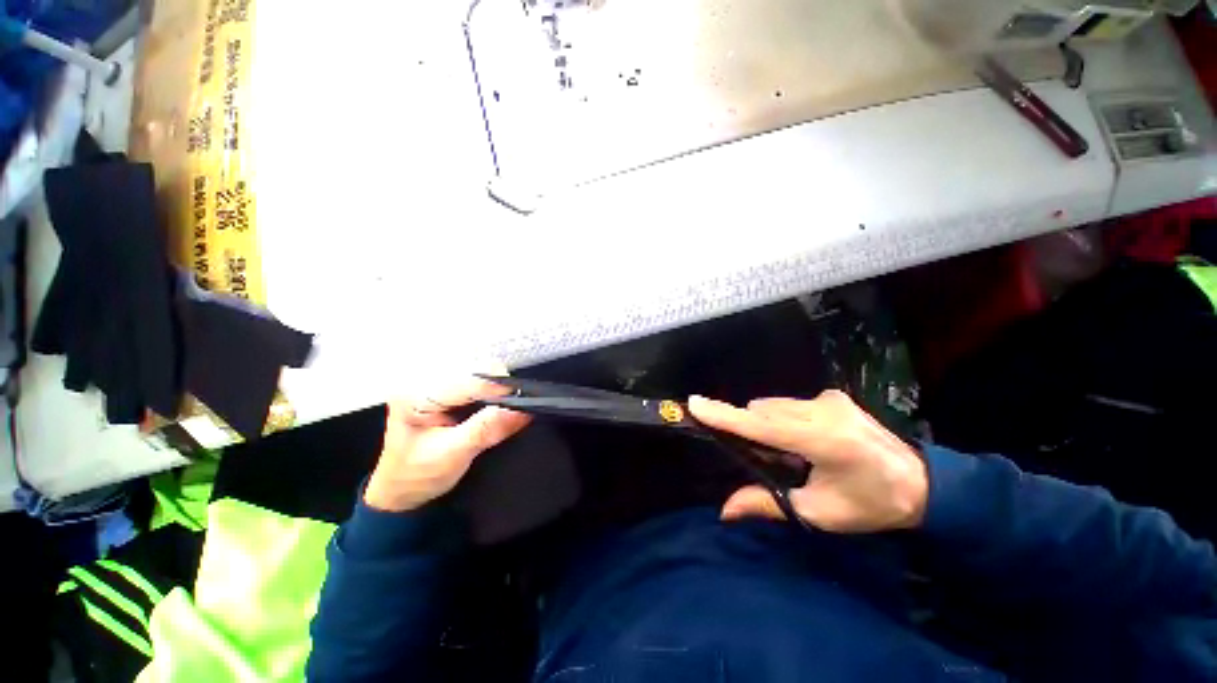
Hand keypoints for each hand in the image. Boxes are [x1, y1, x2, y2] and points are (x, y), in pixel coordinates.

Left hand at [364, 375, 531, 512]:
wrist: (397, 489)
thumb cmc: (416, 476)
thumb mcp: (451, 456)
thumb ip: (485, 429)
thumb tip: (520, 410)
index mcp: (418, 394)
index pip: (469, 379)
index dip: (500, 388)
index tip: (524, 403)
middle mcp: (425, 380)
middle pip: (477, 370)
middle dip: (500, 389)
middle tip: (514, 413)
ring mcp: (434, 382)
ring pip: (481, 373)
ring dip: (498, 391)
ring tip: (505, 412)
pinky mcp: (444, 389)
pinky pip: (478, 381)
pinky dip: (492, 394)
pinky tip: (494, 409)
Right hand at [688, 390, 927, 532]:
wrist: (920, 484)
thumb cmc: (869, 505)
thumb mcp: (818, 513)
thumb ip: (768, 504)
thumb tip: (725, 510)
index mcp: (823, 442)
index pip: (761, 426)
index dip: (725, 416)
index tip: (695, 403)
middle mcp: (823, 411)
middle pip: (763, 411)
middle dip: (754, 429)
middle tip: (771, 457)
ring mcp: (830, 399)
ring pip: (775, 404)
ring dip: (770, 423)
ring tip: (793, 449)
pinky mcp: (833, 395)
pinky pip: (790, 402)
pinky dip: (785, 417)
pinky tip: (808, 437)